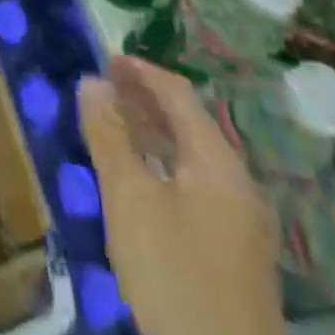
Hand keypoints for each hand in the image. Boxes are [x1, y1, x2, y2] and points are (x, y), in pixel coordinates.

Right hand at [78, 57, 292, 334]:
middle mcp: (237, 181)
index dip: (141, 71)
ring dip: (155, 134)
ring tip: (116, 128)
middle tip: (105, 90)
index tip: (106, 60)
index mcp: (217, 160)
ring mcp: (242, 220)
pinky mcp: (237, 251)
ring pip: (194, 157)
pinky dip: (167, 166)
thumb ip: (110, 136)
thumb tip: (93, 82)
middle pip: (190, 123)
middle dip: (146, 101)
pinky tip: (143, 181)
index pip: (179, 94)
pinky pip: (198, 184)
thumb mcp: (129, 199)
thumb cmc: (175, 274)